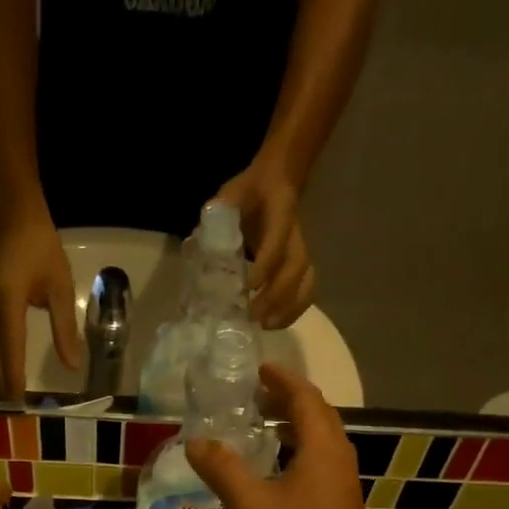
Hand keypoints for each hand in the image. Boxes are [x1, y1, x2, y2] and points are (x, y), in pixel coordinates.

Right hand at [0, 214, 79, 397]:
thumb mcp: (61, 287)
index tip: (18, 398)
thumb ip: (65, 327)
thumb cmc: (43, 251)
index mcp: (8, 298)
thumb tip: (72, 365)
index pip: (10, 344)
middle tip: (12, 409)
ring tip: (3, 398)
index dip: (13, 373)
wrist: (16, 221)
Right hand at [185, 364, 383, 508]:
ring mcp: (340, 487)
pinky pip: (316, 466)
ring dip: (291, 429)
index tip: (258, 368)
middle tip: (252, 397)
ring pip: (317, 443)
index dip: (282, 380)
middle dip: (286, 401)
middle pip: (316, 417)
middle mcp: (338, 461)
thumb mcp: (252, 506)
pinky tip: (269, 474)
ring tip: (257, 429)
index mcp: (323, 449)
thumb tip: (196, 441)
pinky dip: (293, 455)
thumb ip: (224, 470)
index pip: (306, 399)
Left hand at [213, 163, 315, 329]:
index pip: (277, 240)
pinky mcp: (301, 264)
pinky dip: (295, 310)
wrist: (276, 182)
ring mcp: (301, 250)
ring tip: (267, 326)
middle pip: (296, 267)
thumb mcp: (231, 193)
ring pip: (306, 281)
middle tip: (254, 316)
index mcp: (280, 212)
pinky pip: (307, 289)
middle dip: (277, 294)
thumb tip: (202, 239)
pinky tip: (276, 323)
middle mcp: (295, 234)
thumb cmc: (250, 192)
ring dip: (289, 307)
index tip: (249, 286)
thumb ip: (219, 211)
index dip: (266, 264)